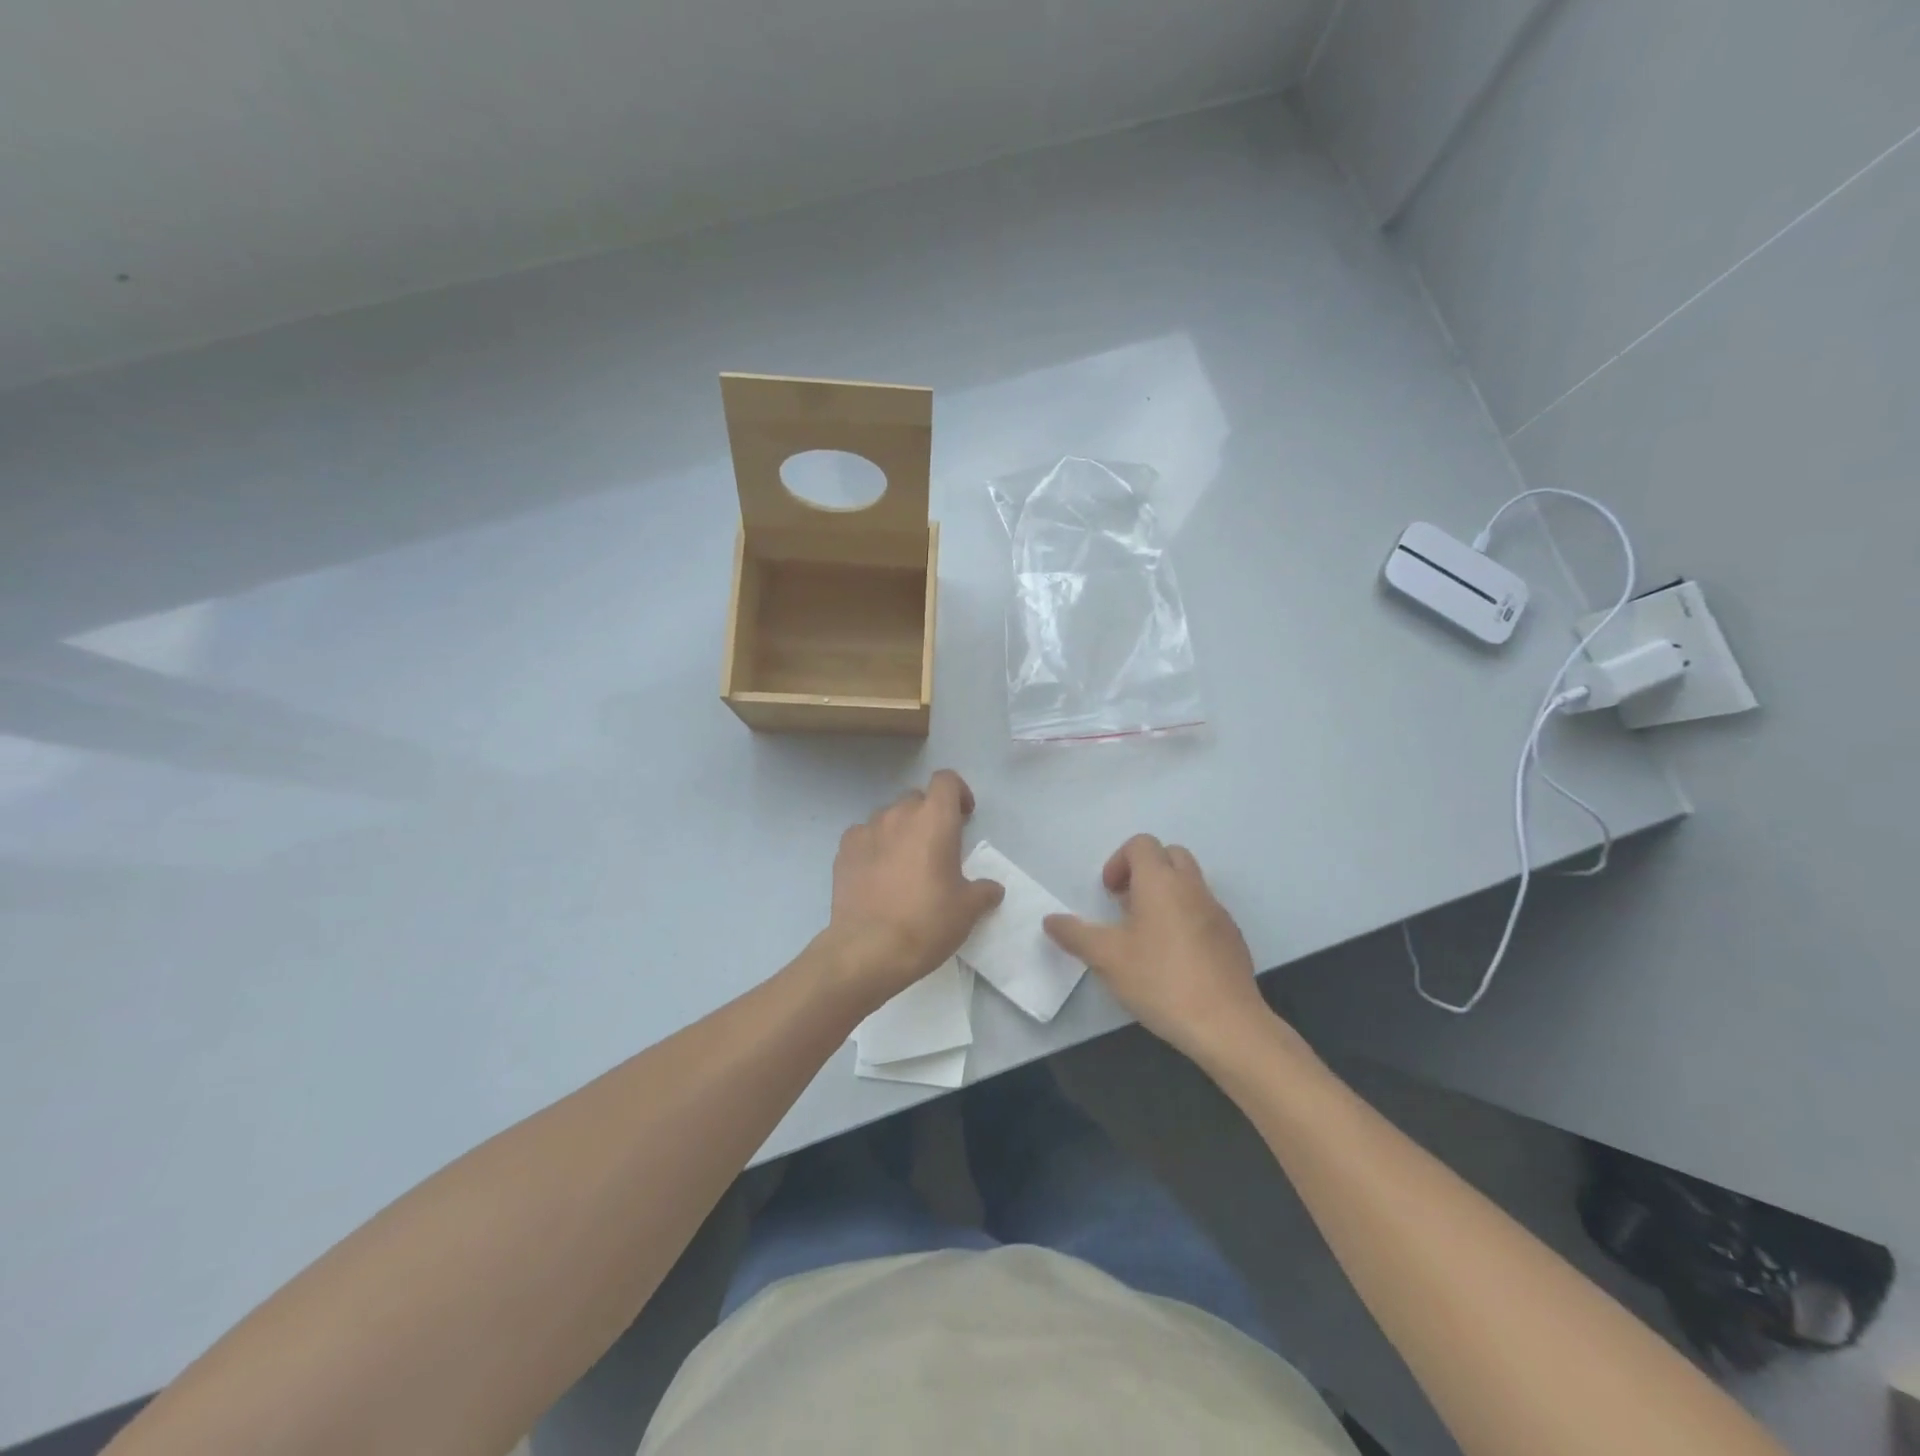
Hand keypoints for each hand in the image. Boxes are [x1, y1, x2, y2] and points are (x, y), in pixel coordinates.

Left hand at [824, 770, 1003, 1007]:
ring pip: (888, 816)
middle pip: (917, 798)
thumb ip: (983, 891)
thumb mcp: (967, 910)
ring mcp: (866, 830)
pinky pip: (863, 836)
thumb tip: (993, 889)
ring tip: (905, 862)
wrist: (868, 949)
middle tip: (937, 847)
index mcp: (934, 819)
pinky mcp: (843, 850)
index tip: (964, 817)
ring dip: (900, 830)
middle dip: (929, 815)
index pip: (946, 780)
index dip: (958, 792)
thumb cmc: (927, 922)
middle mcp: (899, 814)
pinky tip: (877, 874)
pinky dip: (874, 846)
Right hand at [1044, 835, 1273, 1066]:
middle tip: (1126, 906)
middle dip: (1144, 871)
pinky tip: (1175, 958)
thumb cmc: (1160, 980)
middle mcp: (1192, 887)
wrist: (1226, 1024)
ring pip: (1189, 883)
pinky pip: (1205, 911)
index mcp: (1160, 881)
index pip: (1141, 844)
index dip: (1119, 861)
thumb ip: (1075, 934)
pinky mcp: (1232, 938)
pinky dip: (1186, 918)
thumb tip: (1050, 920)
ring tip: (1147, 935)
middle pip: (1169, 855)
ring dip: (1166, 894)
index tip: (1109, 894)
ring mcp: (1217, 912)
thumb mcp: (1106, 958)